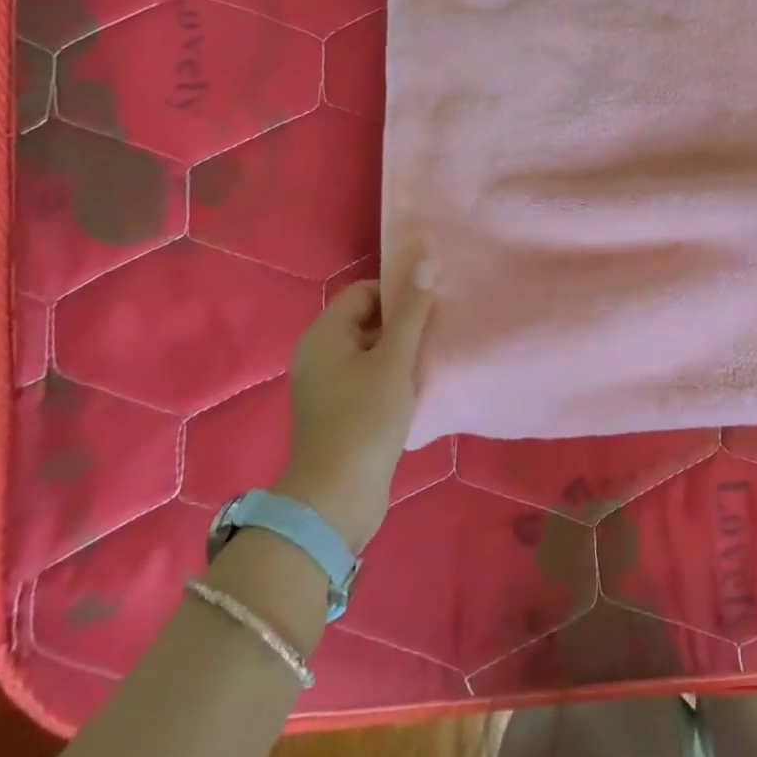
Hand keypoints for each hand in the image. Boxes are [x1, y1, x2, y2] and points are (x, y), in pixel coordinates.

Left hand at [274, 269, 433, 551]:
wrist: (337, 496)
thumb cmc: (366, 419)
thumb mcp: (395, 360)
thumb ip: (413, 311)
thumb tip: (426, 260)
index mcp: (324, 335)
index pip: (365, 292)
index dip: (399, 294)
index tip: (431, 310)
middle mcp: (319, 354)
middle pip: (367, 320)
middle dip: (404, 324)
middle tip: (438, 334)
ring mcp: (326, 385)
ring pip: (370, 351)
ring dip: (401, 352)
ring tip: (431, 361)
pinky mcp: (337, 410)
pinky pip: (367, 377)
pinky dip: (391, 376)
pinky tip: (416, 389)